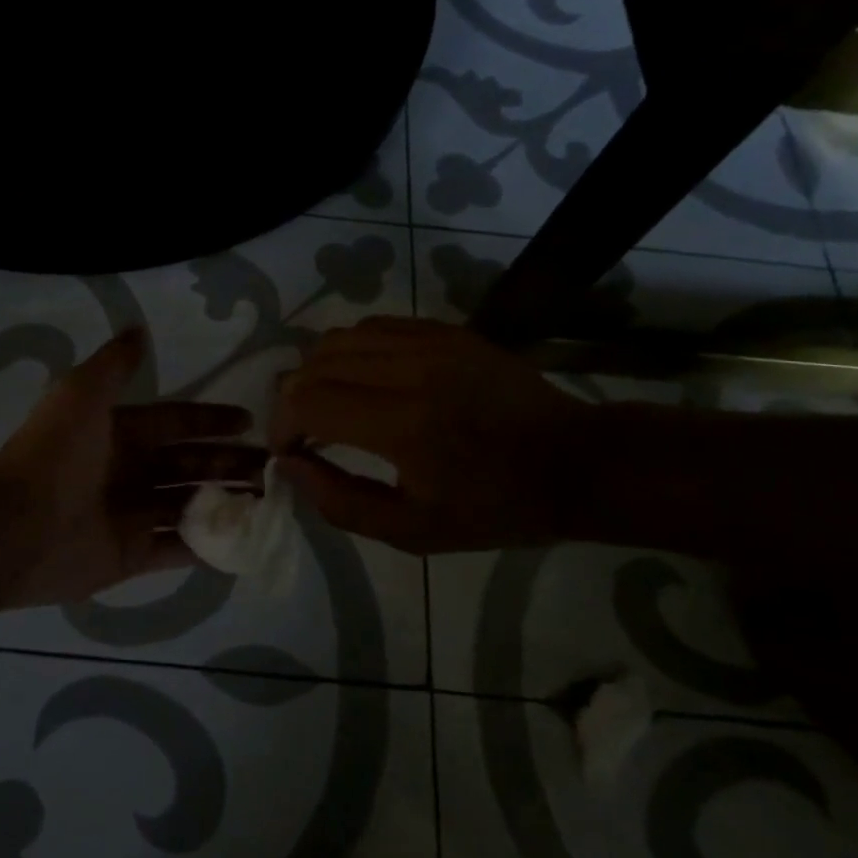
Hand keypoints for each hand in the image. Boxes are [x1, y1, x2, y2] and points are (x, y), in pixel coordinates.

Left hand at [0, 328, 265, 606]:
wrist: (15, 526)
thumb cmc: (54, 455)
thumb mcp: (82, 393)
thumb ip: (114, 365)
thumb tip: (140, 329)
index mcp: (119, 433)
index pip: (175, 422)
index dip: (210, 419)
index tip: (248, 420)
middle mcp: (127, 471)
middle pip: (189, 463)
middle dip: (229, 462)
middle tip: (271, 466)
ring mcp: (130, 515)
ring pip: (189, 504)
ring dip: (225, 500)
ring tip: (266, 500)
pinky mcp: (130, 556)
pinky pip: (176, 548)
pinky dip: (206, 546)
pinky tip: (242, 542)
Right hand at [269, 316, 603, 552]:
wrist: (576, 462)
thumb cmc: (496, 508)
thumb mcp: (413, 531)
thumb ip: (340, 502)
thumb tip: (289, 466)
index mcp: (403, 424)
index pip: (306, 400)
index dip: (282, 426)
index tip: (290, 452)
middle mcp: (410, 369)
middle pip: (314, 363)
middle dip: (293, 400)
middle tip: (305, 434)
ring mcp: (430, 341)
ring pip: (338, 338)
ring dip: (319, 373)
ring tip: (331, 406)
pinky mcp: (445, 330)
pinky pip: (373, 327)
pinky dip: (352, 352)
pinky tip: (366, 381)